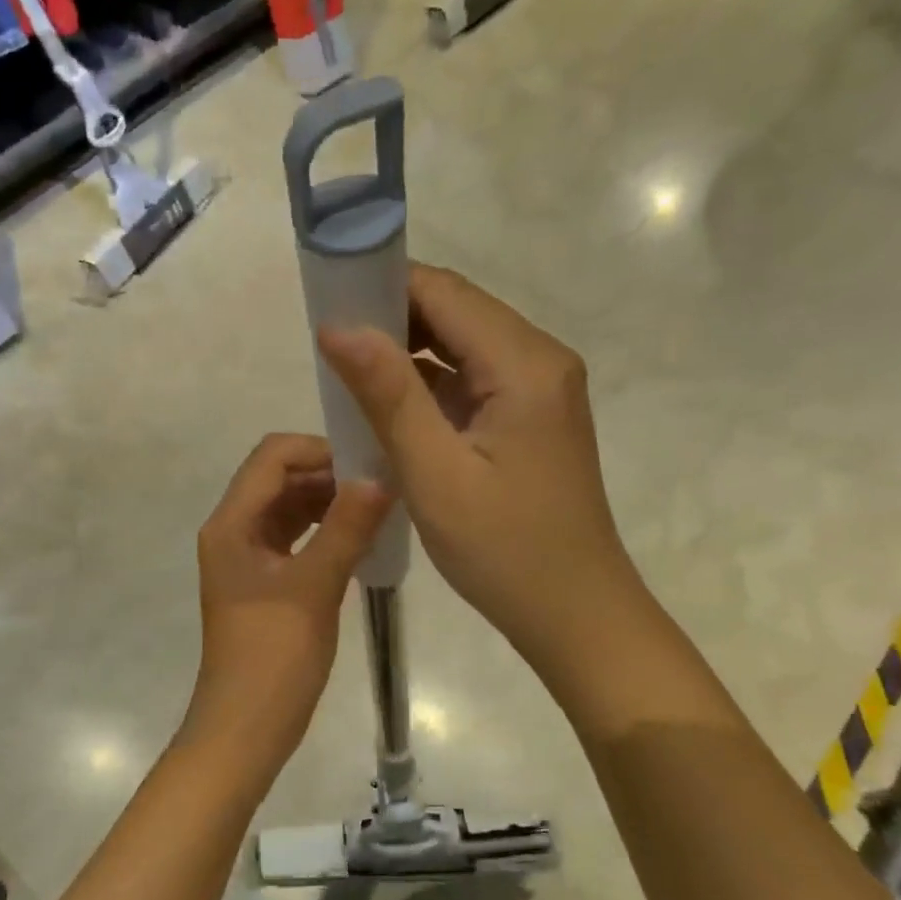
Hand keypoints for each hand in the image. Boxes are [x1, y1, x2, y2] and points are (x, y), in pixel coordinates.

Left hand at [188, 433, 390, 773]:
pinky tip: (362, 539)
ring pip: (291, 508)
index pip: (272, 457)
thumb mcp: (314, 587)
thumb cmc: (273, 657)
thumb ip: (346, 528)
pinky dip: (327, 530)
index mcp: (232, 524)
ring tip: (380, 509)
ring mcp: (249, 558)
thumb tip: (379, 476)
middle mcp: (235, 531)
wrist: (245, 729)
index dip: (319, 450)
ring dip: (330, 502)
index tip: (368, 463)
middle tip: (383, 485)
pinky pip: (297, 538)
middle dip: (329, 474)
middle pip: (280, 479)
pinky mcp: (266, 581)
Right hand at [318, 265, 634, 671]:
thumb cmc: (504, 550)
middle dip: (390, 318)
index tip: (326, 302)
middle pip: (455, 312)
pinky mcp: (529, 416)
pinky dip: (428, 385)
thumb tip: (338, 325)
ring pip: (461, 346)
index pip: (444, 293)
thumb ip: (388, 394)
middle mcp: (540, 359)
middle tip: (328, 344)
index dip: (382, 285)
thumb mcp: (435, 473)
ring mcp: (539, 388)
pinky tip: (387, 405)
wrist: (574, 614)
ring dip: (406, 352)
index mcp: (524, 363)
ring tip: (347, 372)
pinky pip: (471, 380)